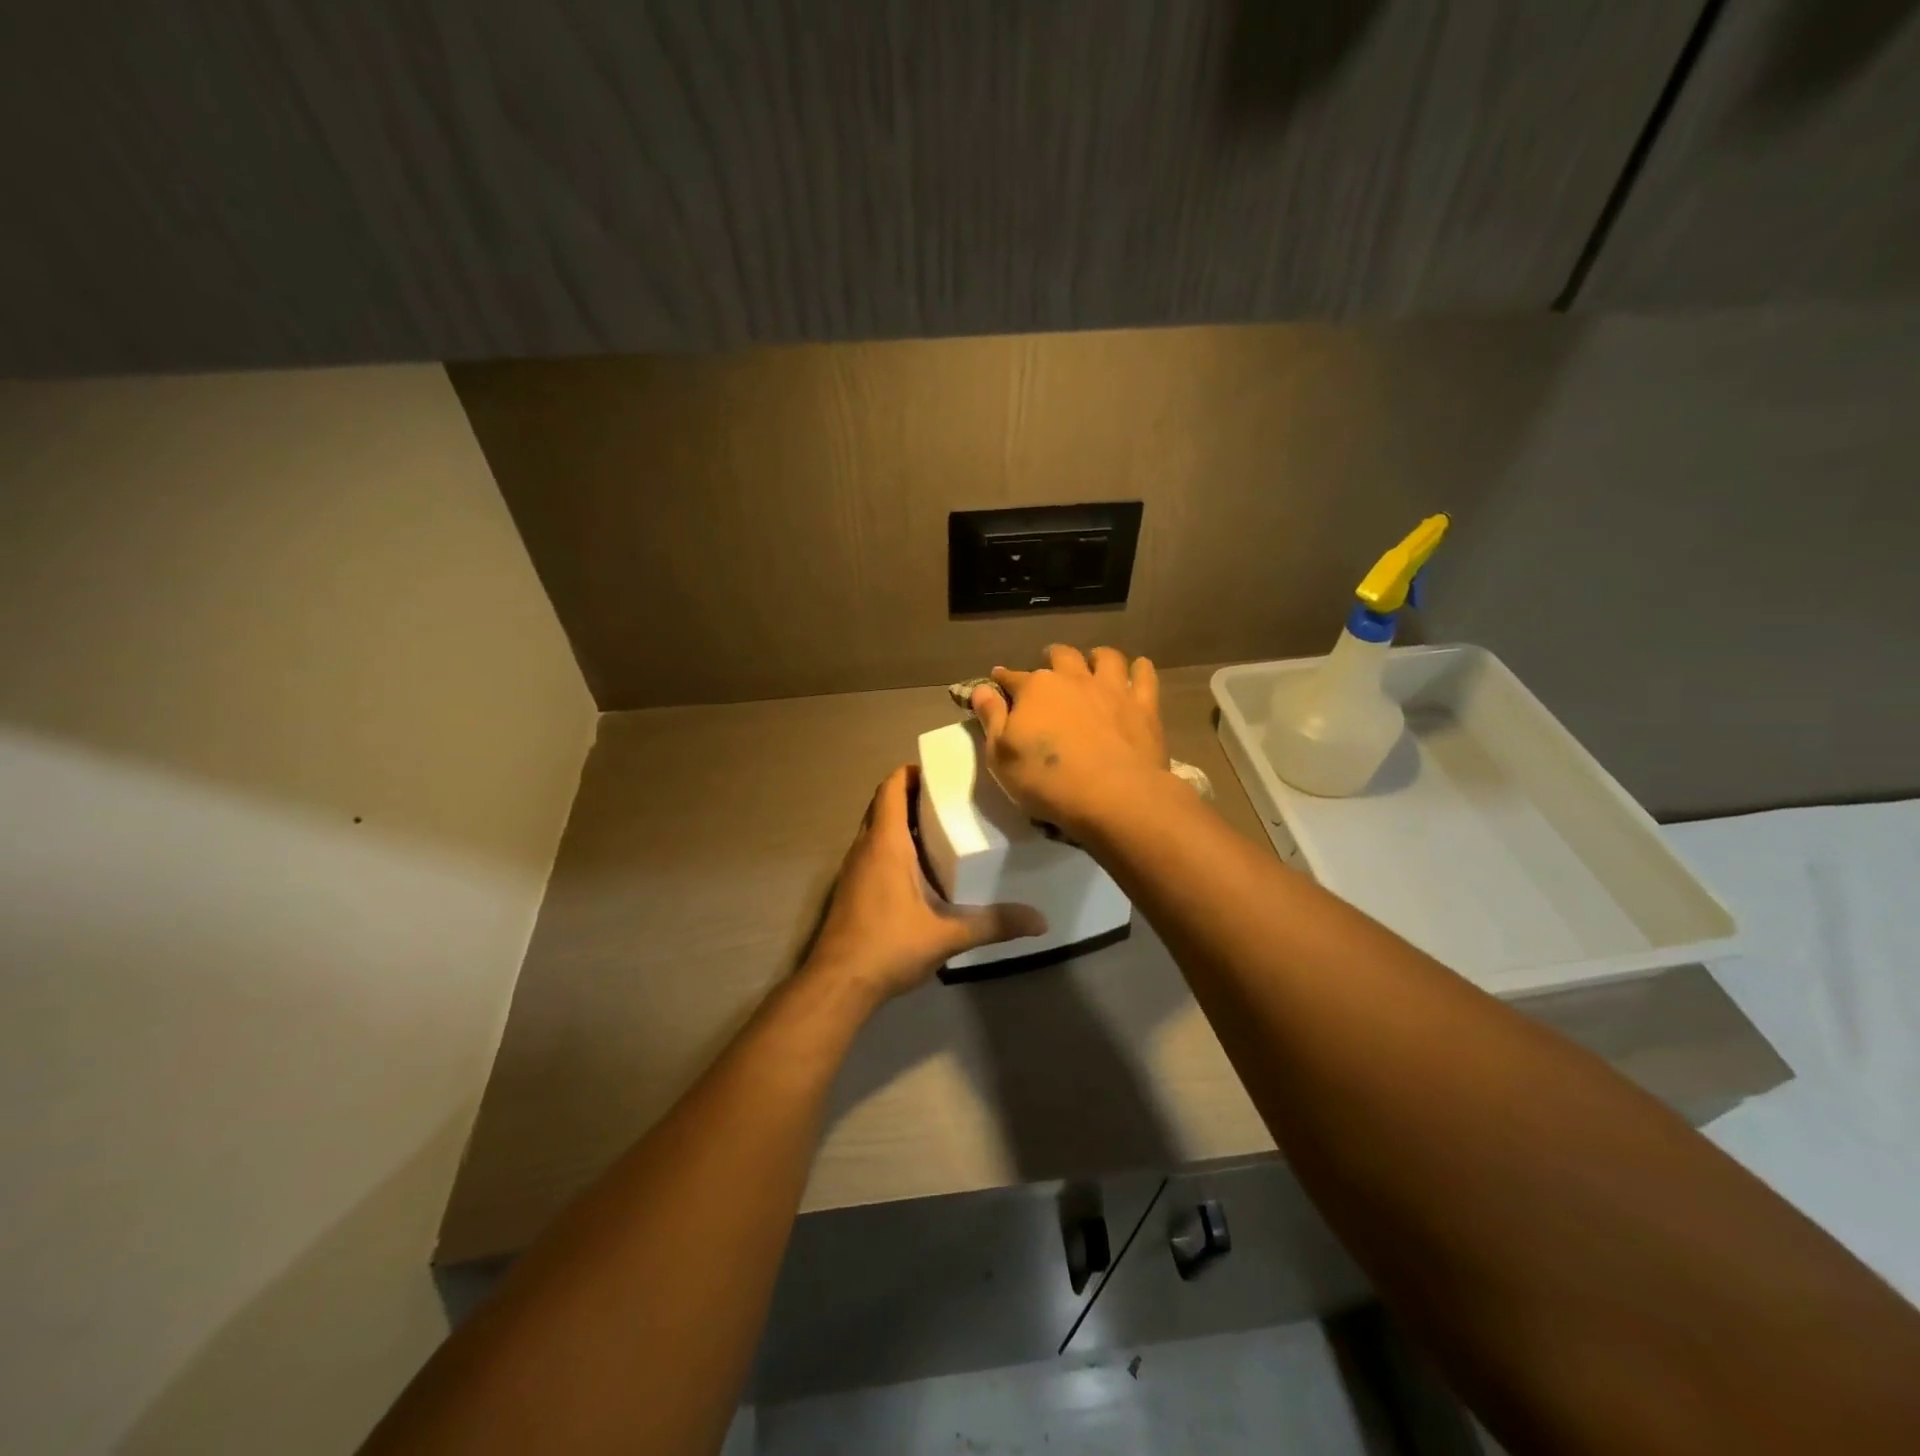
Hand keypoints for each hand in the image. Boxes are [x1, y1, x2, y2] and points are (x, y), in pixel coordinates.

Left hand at [805, 766, 1046, 1002]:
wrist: (837, 984)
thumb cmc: (889, 946)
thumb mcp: (947, 935)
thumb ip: (993, 924)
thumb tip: (1040, 921)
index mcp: (885, 843)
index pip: (891, 788)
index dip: (910, 773)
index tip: (940, 772)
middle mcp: (864, 847)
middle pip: (883, 804)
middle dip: (911, 795)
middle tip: (949, 799)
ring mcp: (852, 869)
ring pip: (875, 829)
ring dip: (901, 822)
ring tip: (940, 828)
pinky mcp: (850, 889)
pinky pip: (871, 852)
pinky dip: (892, 846)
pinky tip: (918, 869)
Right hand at [970, 645, 1169, 838]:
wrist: (1114, 796)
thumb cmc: (1047, 781)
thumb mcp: (1001, 756)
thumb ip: (991, 718)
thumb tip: (981, 688)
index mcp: (1035, 689)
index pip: (1012, 678)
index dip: (1002, 679)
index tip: (998, 680)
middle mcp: (1073, 678)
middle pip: (1061, 656)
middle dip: (1051, 658)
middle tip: (1049, 667)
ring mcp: (1112, 689)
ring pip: (1106, 657)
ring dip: (1097, 657)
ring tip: (1093, 664)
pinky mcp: (1144, 705)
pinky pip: (1144, 674)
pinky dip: (1139, 670)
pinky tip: (1137, 672)